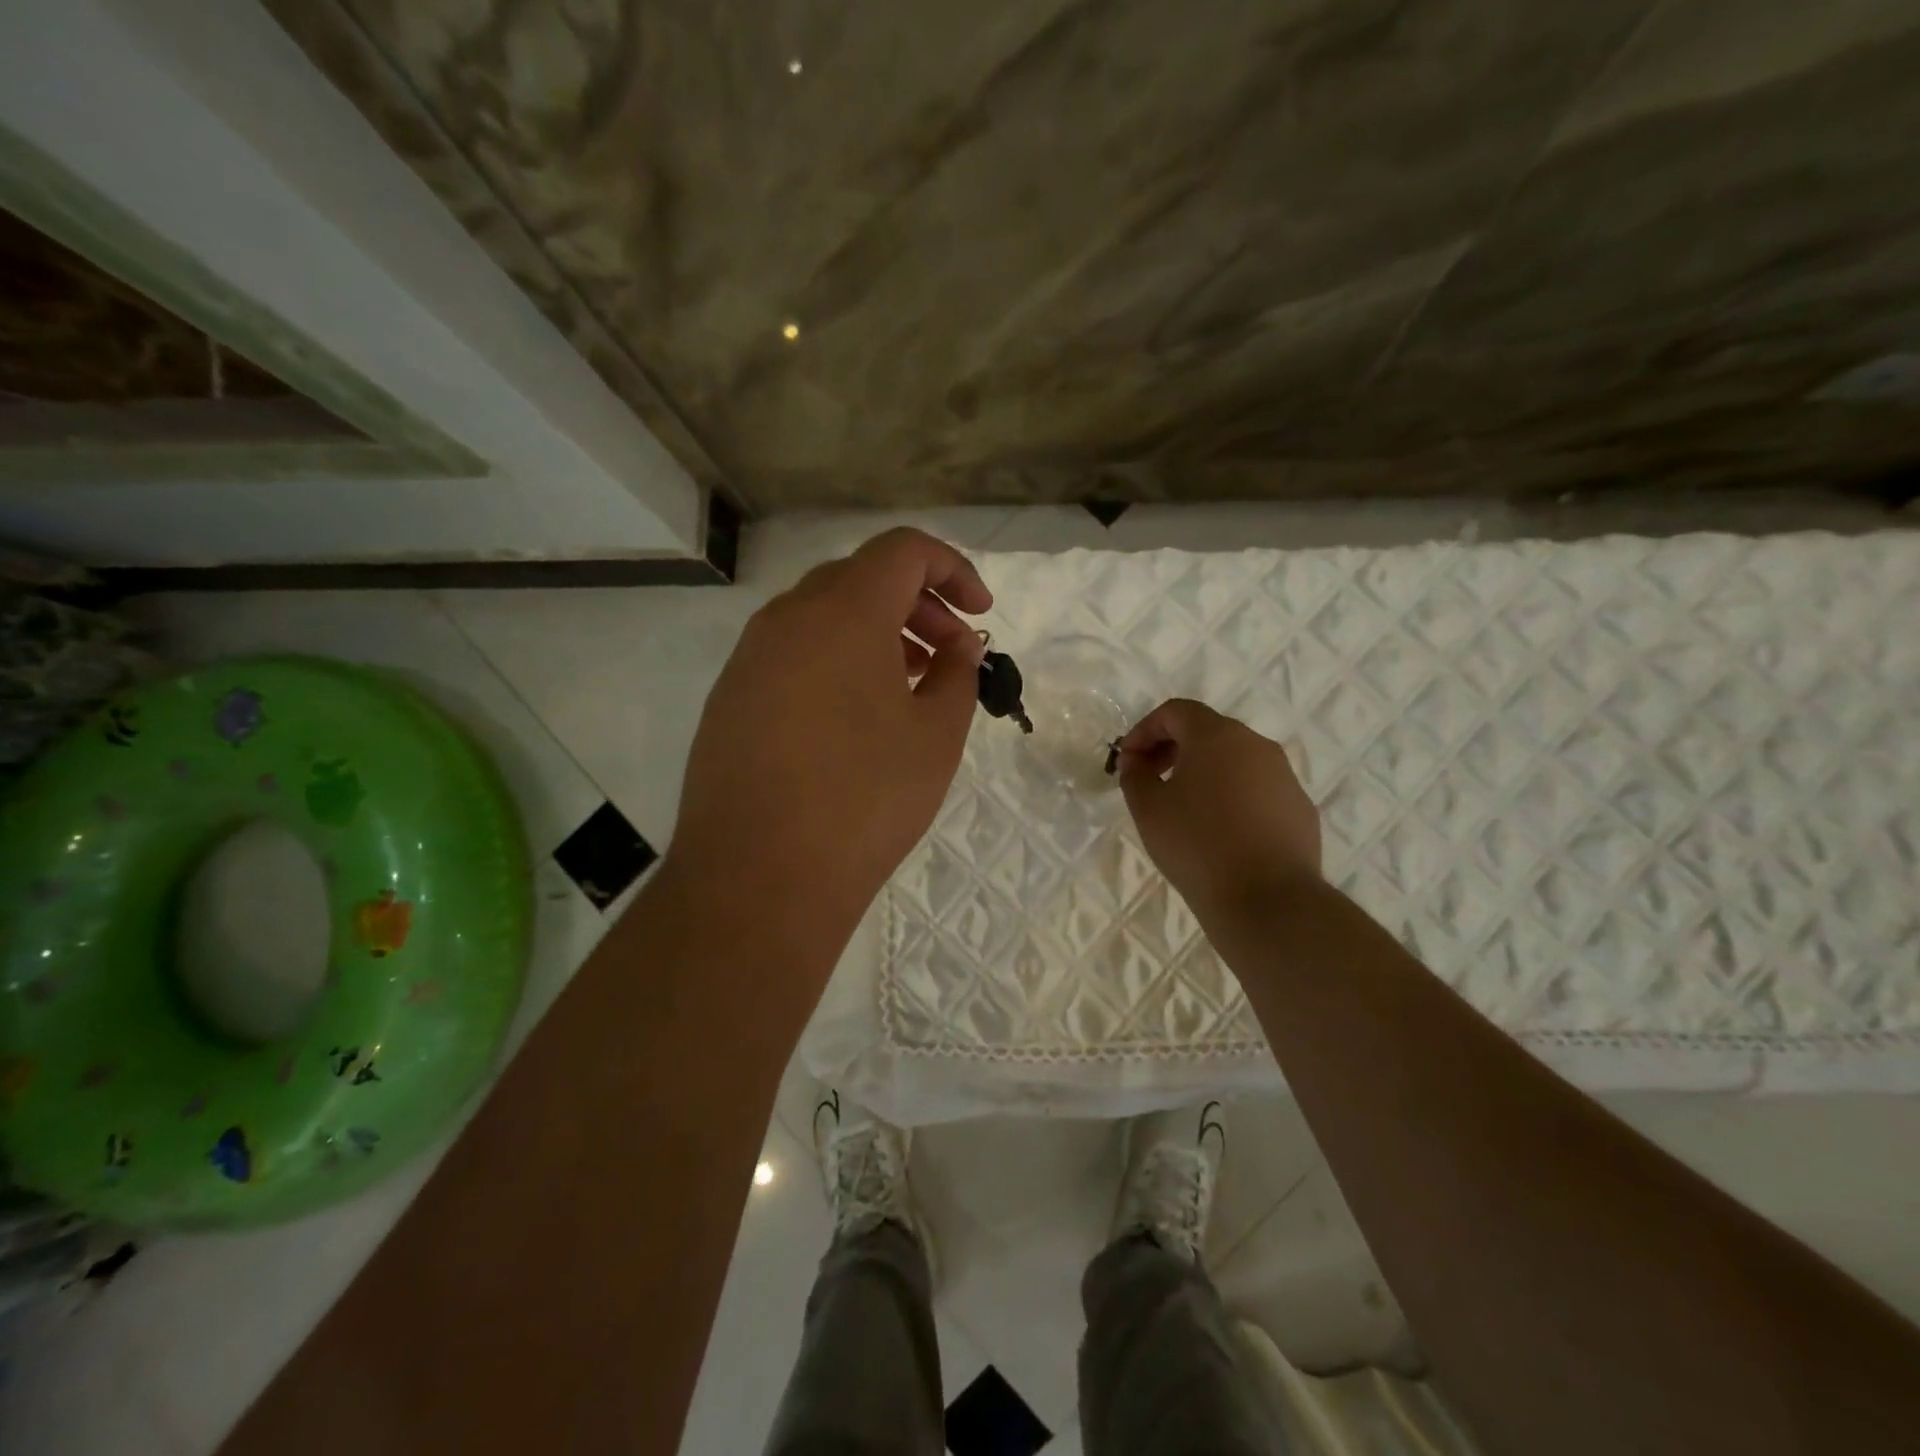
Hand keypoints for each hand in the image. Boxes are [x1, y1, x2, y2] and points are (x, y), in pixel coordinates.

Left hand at [667, 527, 989, 945]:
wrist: (759, 876)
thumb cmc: (865, 799)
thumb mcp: (936, 735)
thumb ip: (957, 675)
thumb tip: (956, 648)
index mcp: (843, 612)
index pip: (904, 551)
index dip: (953, 570)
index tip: (981, 615)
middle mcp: (787, 617)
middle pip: (862, 578)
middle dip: (919, 605)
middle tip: (953, 654)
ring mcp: (750, 657)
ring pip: (824, 617)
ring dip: (877, 634)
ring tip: (911, 684)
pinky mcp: (731, 697)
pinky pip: (793, 654)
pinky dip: (836, 661)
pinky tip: (856, 716)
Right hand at [1116, 699, 1321, 918]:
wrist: (1267, 899)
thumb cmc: (1197, 845)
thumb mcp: (1148, 808)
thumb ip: (1135, 774)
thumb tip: (1138, 760)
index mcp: (1216, 736)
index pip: (1175, 711)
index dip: (1144, 730)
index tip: (1128, 761)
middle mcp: (1256, 745)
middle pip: (1208, 731)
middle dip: (1173, 749)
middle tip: (1150, 781)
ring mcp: (1284, 776)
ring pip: (1236, 761)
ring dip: (1204, 773)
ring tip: (1184, 810)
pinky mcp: (1300, 808)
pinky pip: (1258, 790)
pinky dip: (1233, 797)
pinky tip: (1221, 833)